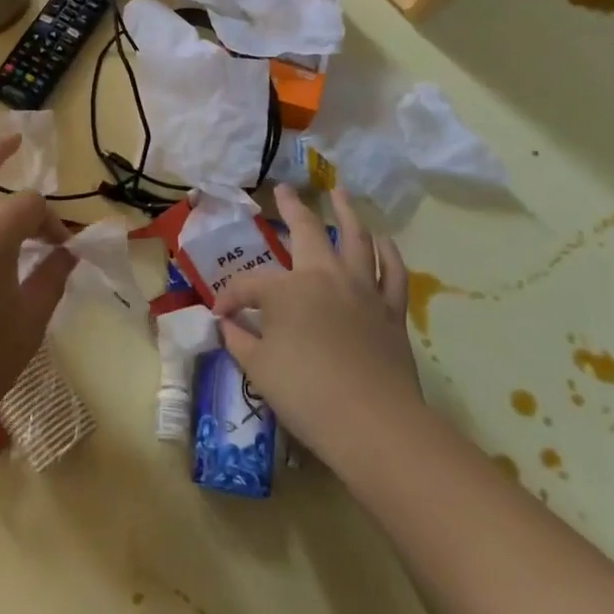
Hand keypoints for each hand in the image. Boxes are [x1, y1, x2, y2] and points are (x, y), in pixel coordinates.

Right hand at [212, 185, 418, 455]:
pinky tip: (383, 240)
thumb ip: (239, 340)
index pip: (249, 285)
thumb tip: (228, 323)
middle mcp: (325, 276)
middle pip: (307, 231)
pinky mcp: (391, 310)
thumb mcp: (258, 368)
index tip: (221, 314)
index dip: (230, 297)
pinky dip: (388, 252)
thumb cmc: (306, 393)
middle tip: (284, 190)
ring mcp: (363, 290)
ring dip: (347, 211)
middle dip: (292, 208)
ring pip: (356, 238)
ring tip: (340, 191)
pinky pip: (392, 271)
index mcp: (287, 289)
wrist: (374, 423)